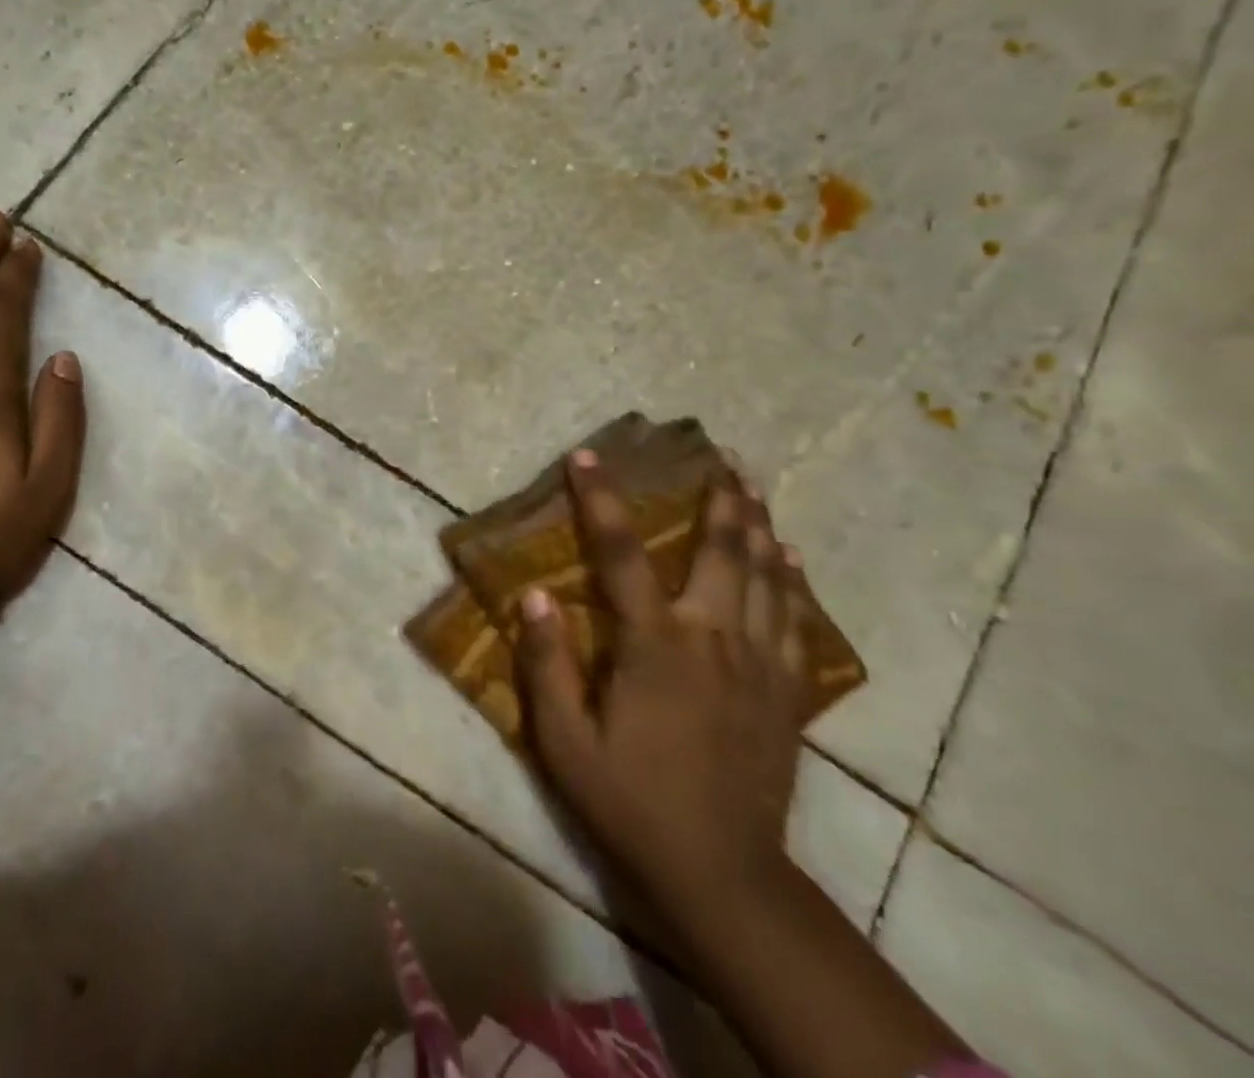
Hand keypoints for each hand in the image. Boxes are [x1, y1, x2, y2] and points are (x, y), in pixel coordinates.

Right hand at [516, 448, 807, 914]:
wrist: (722, 874)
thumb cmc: (629, 801)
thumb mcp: (564, 739)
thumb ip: (547, 662)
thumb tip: (533, 594)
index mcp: (654, 646)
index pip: (621, 554)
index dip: (600, 500)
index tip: (588, 456)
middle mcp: (712, 640)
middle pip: (721, 552)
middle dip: (719, 498)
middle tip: (720, 454)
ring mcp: (758, 665)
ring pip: (766, 578)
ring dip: (758, 526)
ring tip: (754, 485)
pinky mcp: (785, 694)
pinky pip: (795, 622)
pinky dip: (793, 582)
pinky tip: (790, 558)